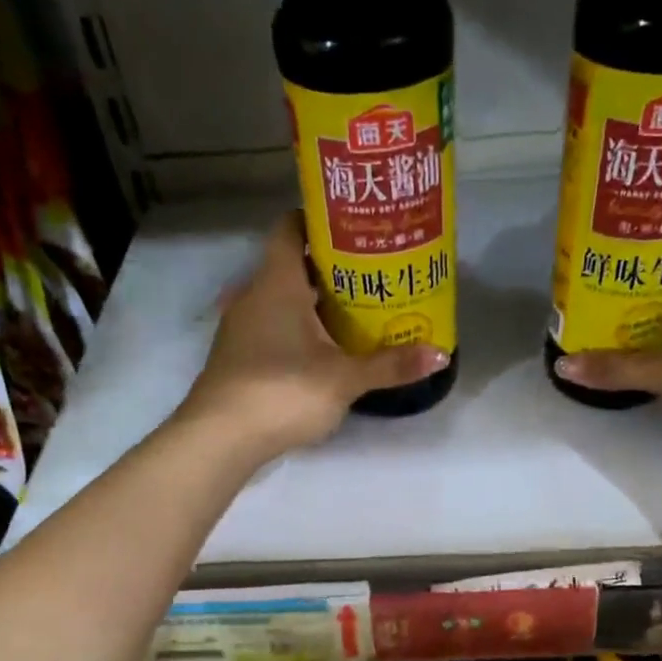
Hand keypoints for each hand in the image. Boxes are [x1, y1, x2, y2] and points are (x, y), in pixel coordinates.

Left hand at [177, 211, 448, 457]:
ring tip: (356, 311)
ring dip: (313, 302)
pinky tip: (324, 349)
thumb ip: (391, 365)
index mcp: (276, 283)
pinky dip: (297, 329)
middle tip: (372, 273)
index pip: (290, 228)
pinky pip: (272, 328)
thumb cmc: (282, 391)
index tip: (354, 227)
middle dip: (329, 268)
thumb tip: (441, 354)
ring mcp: (241, 328)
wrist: (220, 439)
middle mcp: (253, 295)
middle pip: (292, 266)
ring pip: (281, 300)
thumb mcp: (344, 379)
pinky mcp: (238, 357)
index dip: (319, 221)